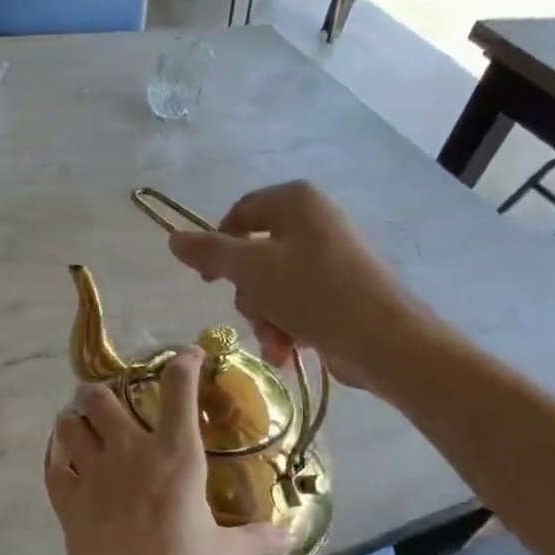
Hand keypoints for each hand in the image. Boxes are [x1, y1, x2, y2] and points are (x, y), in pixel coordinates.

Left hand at [38, 352, 288, 554]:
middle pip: (101, 395)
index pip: (179, 389)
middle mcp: (130, 451)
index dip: (184, 363)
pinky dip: (59, 458)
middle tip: (114, 406)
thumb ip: (259, 539)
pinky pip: (54, 461)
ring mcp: (92, 470)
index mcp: (176, 456)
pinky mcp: (66, 494)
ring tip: (86, 429)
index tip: (189, 358)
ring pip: (70, 421)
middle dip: (104, 392)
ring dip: (76, 420)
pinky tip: (69, 466)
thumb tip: (291, 536)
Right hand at [166, 180, 419, 391]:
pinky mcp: (338, 293)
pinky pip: (295, 305)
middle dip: (249, 296)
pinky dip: (287, 329)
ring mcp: (329, 259)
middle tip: (255, 313)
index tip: (207, 280)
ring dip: (265, 319)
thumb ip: (209, 252)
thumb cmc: (312, 292)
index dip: (217, 246)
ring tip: (277, 342)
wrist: (382, 340)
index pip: (240, 213)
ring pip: (271, 288)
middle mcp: (314, 223)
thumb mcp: (251, 269)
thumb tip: (173, 238)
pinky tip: (289, 352)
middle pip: (254, 257)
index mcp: (296, 202)